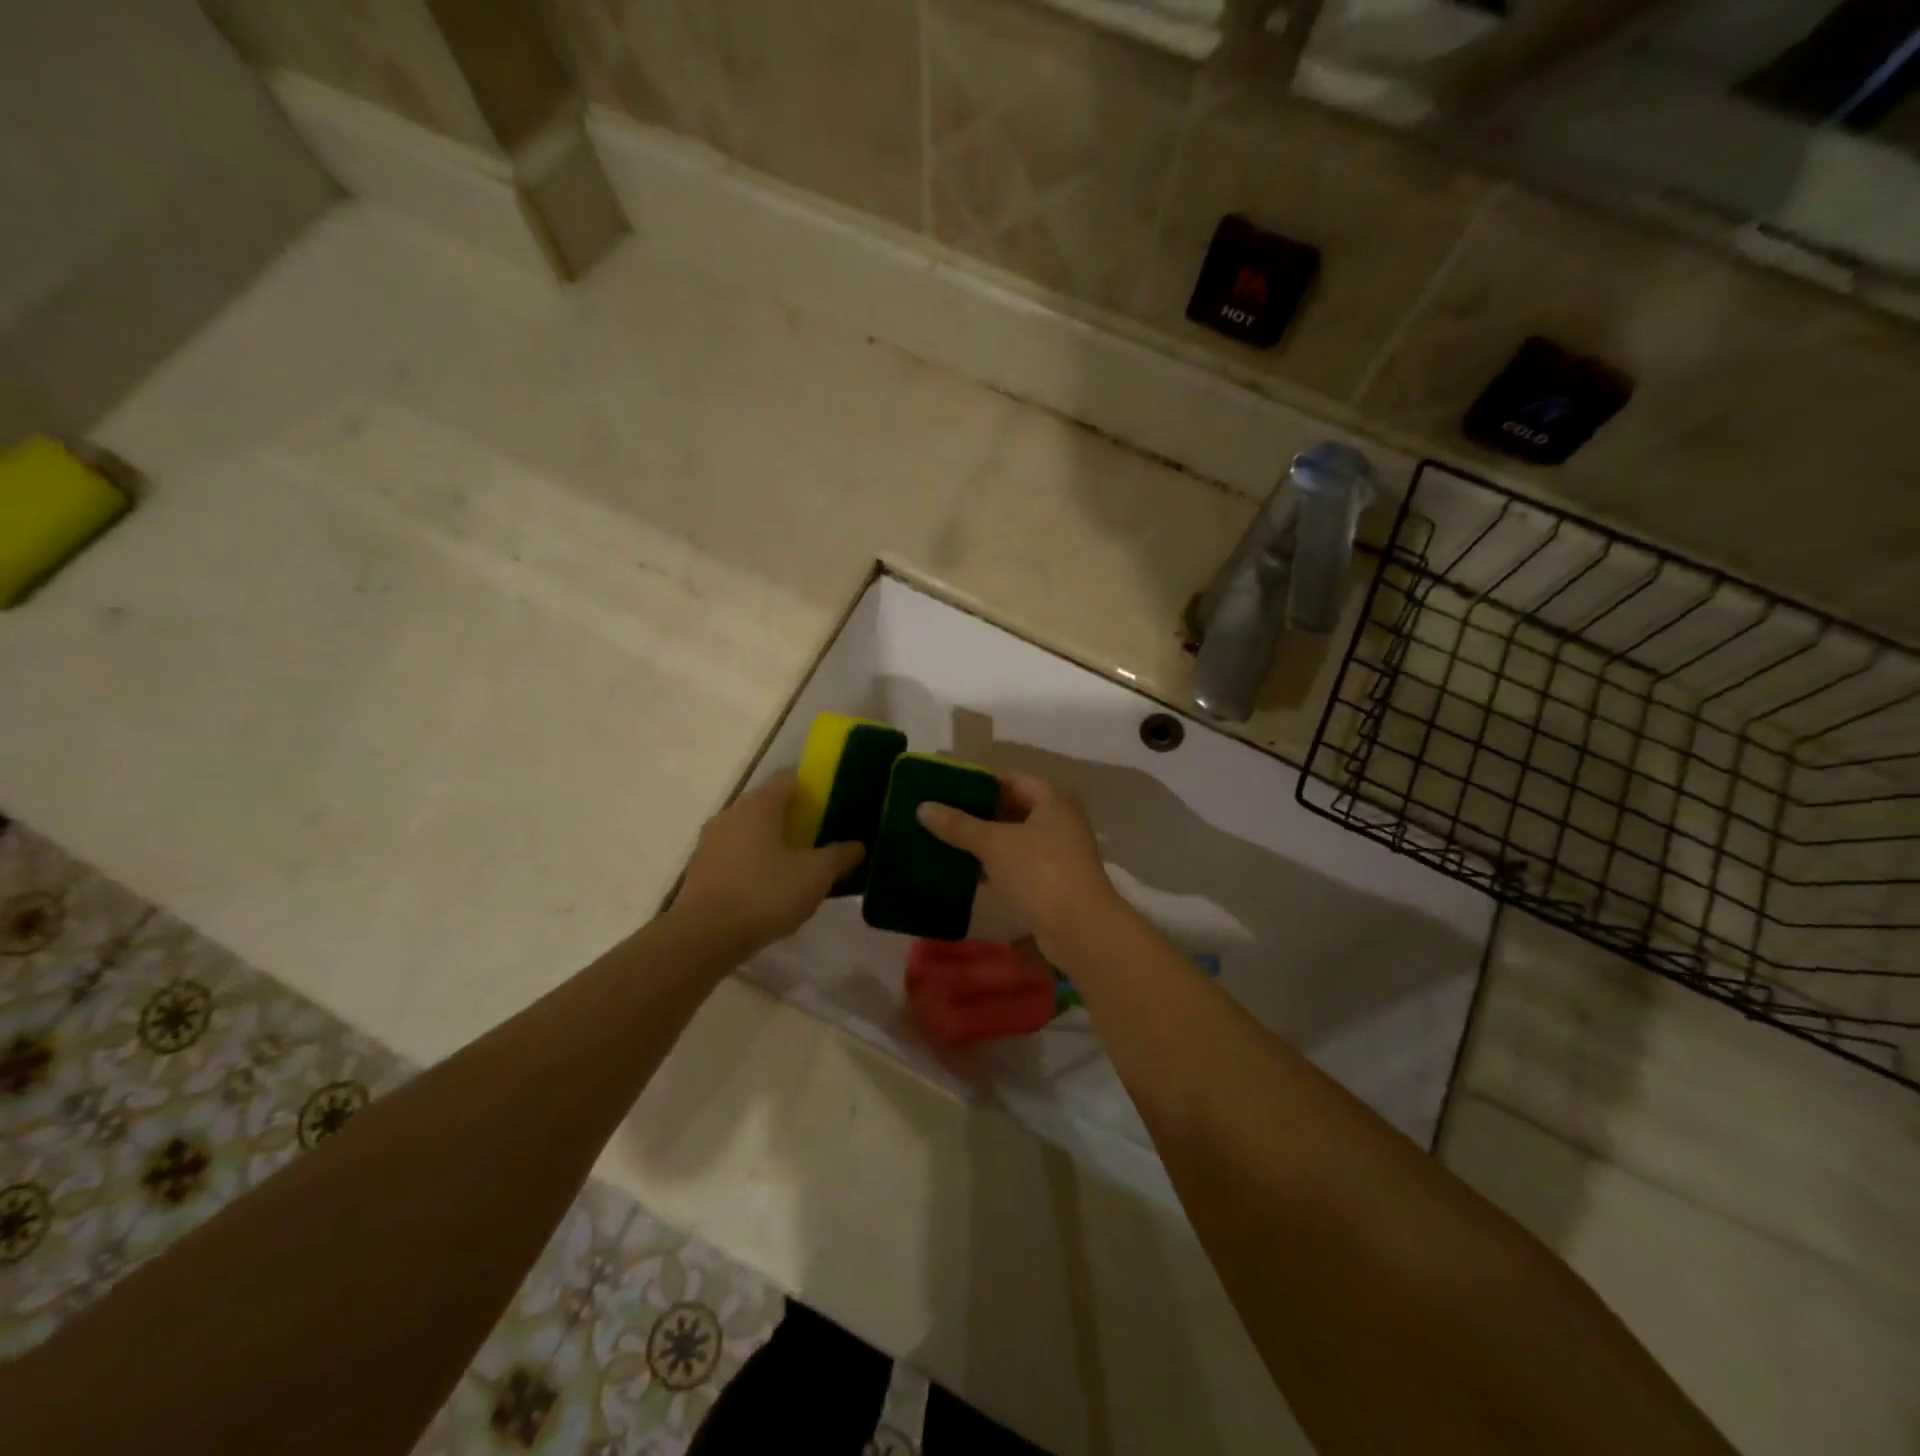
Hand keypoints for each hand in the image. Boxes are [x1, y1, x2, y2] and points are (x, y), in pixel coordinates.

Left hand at [672, 772, 863, 955]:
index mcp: (759, 804)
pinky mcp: (702, 868)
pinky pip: (737, 854)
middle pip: (770, 804)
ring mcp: (712, 841)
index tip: (835, 802)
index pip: (790, 778)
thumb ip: (840, 856)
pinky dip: (756, 861)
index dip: (815, 786)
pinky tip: (772, 885)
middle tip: (824, 835)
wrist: (703, 938)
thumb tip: (857, 846)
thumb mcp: (815, 875)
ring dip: (775, 841)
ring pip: (752, 830)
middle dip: (797, 816)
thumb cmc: (764, 894)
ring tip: (801, 863)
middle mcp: (732, 813)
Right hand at [917, 771, 1121, 962]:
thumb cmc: (1039, 871)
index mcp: (1052, 799)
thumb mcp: (994, 844)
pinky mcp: (1055, 881)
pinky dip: (998, 865)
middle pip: (1014, 809)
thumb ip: (958, 825)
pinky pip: (1020, 864)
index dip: (980, 784)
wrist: (1079, 928)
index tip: (948, 791)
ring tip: (948, 842)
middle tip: (942, 817)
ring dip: (987, 842)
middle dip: (979, 814)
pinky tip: (969, 872)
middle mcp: (1060, 820)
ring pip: (1016, 839)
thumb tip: (923, 807)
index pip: (1011, 780)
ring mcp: (1060, 852)